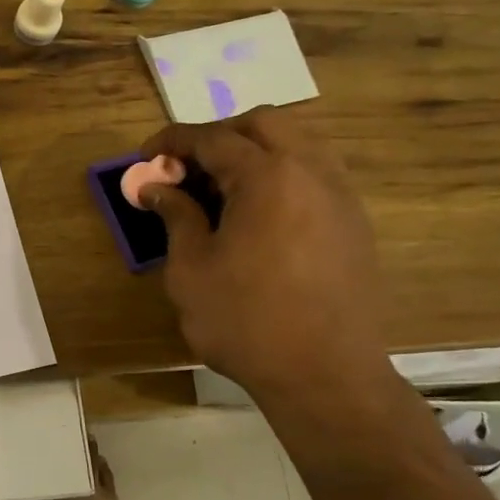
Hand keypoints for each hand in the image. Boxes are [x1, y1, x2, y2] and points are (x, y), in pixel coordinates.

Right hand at [139, 110, 393, 405]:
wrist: (324, 375)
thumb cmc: (245, 321)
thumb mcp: (191, 268)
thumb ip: (175, 216)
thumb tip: (156, 187)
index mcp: (267, 177)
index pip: (213, 138)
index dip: (172, 141)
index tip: (144, 156)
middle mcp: (312, 172)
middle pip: (264, 123)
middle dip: (219, 135)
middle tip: (187, 168)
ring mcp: (341, 196)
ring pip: (298, 144)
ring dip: (254, 152)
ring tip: (221, 190)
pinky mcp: (354, 224)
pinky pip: (315, 175)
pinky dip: (281, 176)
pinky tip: (257, 216)